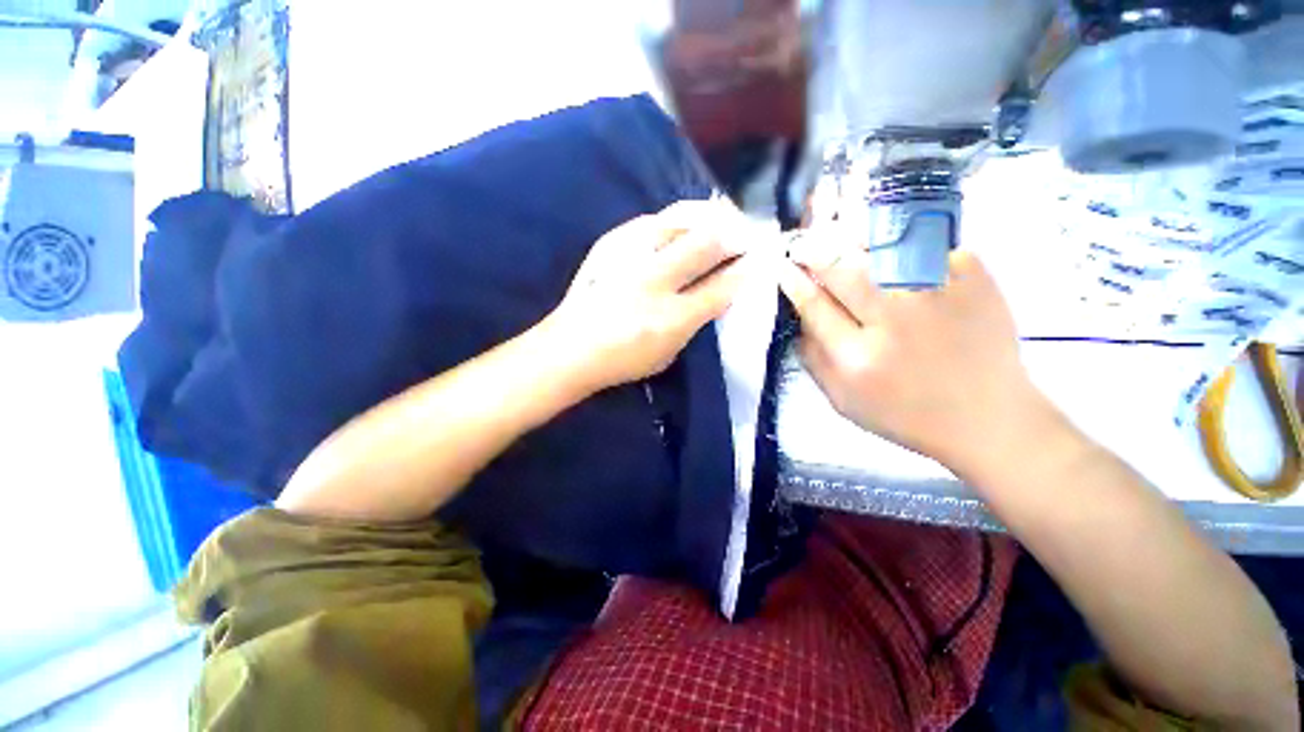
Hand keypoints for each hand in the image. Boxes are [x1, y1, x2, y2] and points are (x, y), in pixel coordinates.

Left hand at [547, 199, 747, 390]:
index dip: (746, 271)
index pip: (722, 287)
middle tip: (746, 235)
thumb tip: (715, 295)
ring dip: (709, 217)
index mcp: (671, 319)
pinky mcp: (611, 243)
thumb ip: (693, 324)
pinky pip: (652, 219)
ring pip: (680, 221)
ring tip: (723, 218)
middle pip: (706, 244)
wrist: (570, 348)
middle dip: (735, 236)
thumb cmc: (622, 361)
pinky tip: (685, 222)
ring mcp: (630, 257)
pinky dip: (676, 218)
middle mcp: (654, 282)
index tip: (760, 260)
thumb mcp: (668, 355)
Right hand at [778, 246, 1054, 477]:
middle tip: (802, 246)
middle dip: (813, 251)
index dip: (792, 281)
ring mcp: (936, 292)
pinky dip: (897, 238)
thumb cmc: (905, 414)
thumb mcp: (842, 400)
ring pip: (878, 246)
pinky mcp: (972, 275)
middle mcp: (894, 321)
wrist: (988, 416)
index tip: (782, 267)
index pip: (813, 304)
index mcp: (857, 358)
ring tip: (837, 235)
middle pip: (841, 268)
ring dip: (848, 238)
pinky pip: (923, 242)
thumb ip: (812, 358)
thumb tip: (796, 314)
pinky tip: (886, 244)